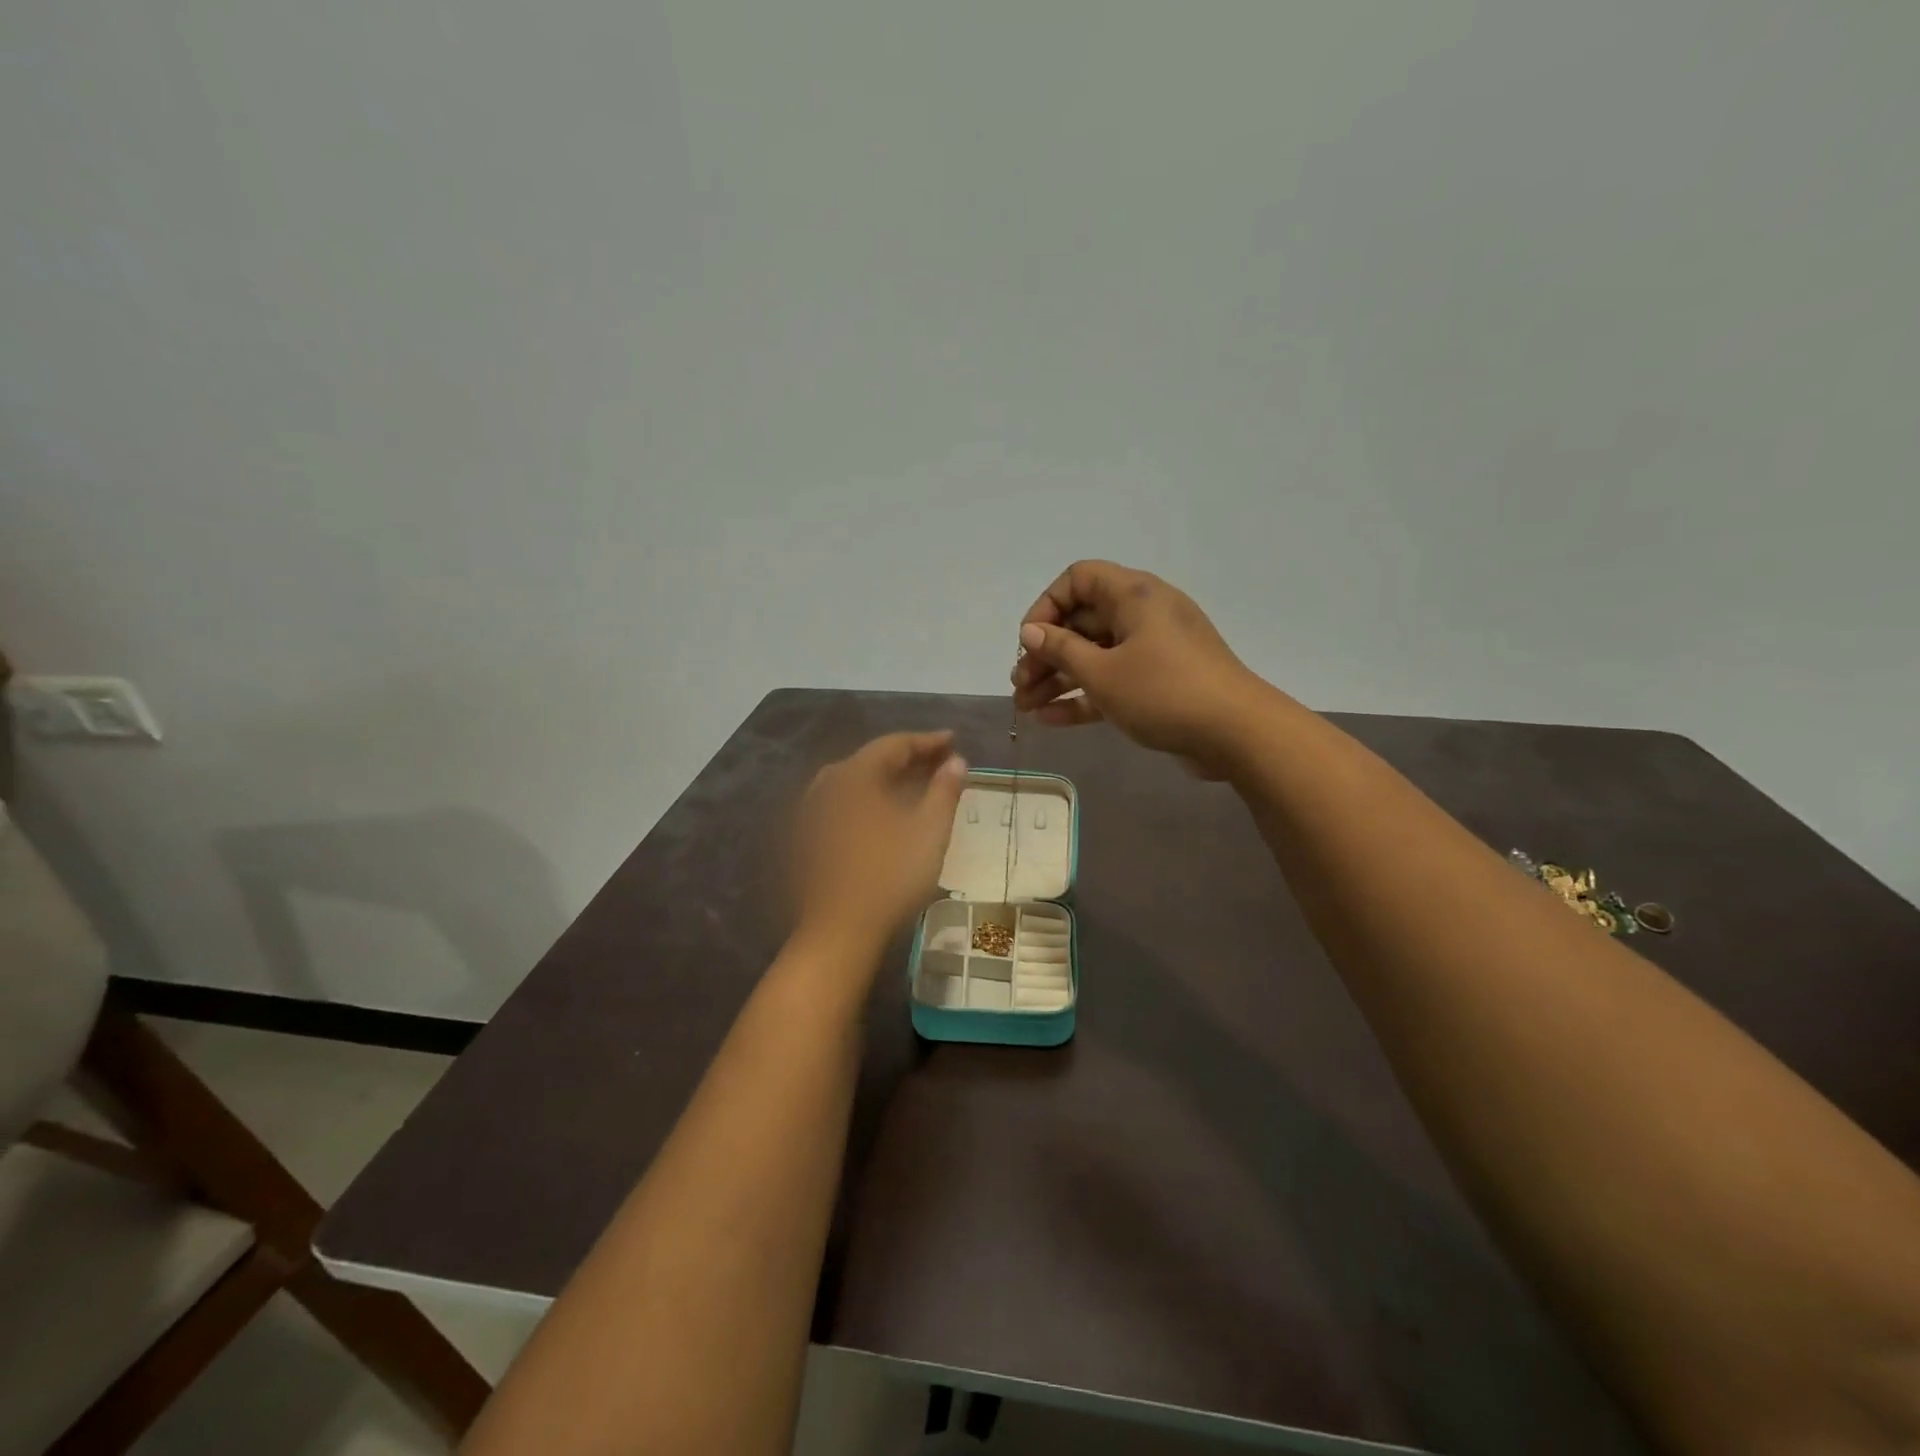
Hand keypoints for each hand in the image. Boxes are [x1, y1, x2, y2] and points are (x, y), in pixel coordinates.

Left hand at [792, 731, 968, 954]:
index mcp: (855, 775)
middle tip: (939, 762)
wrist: (840, 929)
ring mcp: (813, 812)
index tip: (953, 741)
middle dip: (908, 759)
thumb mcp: (929, 830)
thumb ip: (944, 790)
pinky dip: (869, 799)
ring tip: (914, 785)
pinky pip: (844, 803)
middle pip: (872, 760)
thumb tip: (957, 761)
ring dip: (887, 779)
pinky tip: (884, 814)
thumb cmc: (890, 875)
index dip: (927, 741)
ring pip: (855, 782)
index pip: (894, 744)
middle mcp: (828, 784)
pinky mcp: (808, 837)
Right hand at [1011, 560, 1267, 775]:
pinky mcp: (1159, 683)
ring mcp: (1153, 651)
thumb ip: (1061, 650)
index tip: (1029, 641)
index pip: (1079, 579)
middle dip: (1045, 653)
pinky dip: (1084, 696)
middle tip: (1019, 684)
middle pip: (1082, 622)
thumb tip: (1030, 632)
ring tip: (1025, 707)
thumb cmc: (1164, 692)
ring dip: (1058, 679)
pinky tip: (1049, 720)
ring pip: (1095, 656)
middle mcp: (1144, 615)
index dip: (1047, 606)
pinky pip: (1113, 681)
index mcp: (1134, 595)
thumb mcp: (1103, 672)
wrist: (1237, 734)